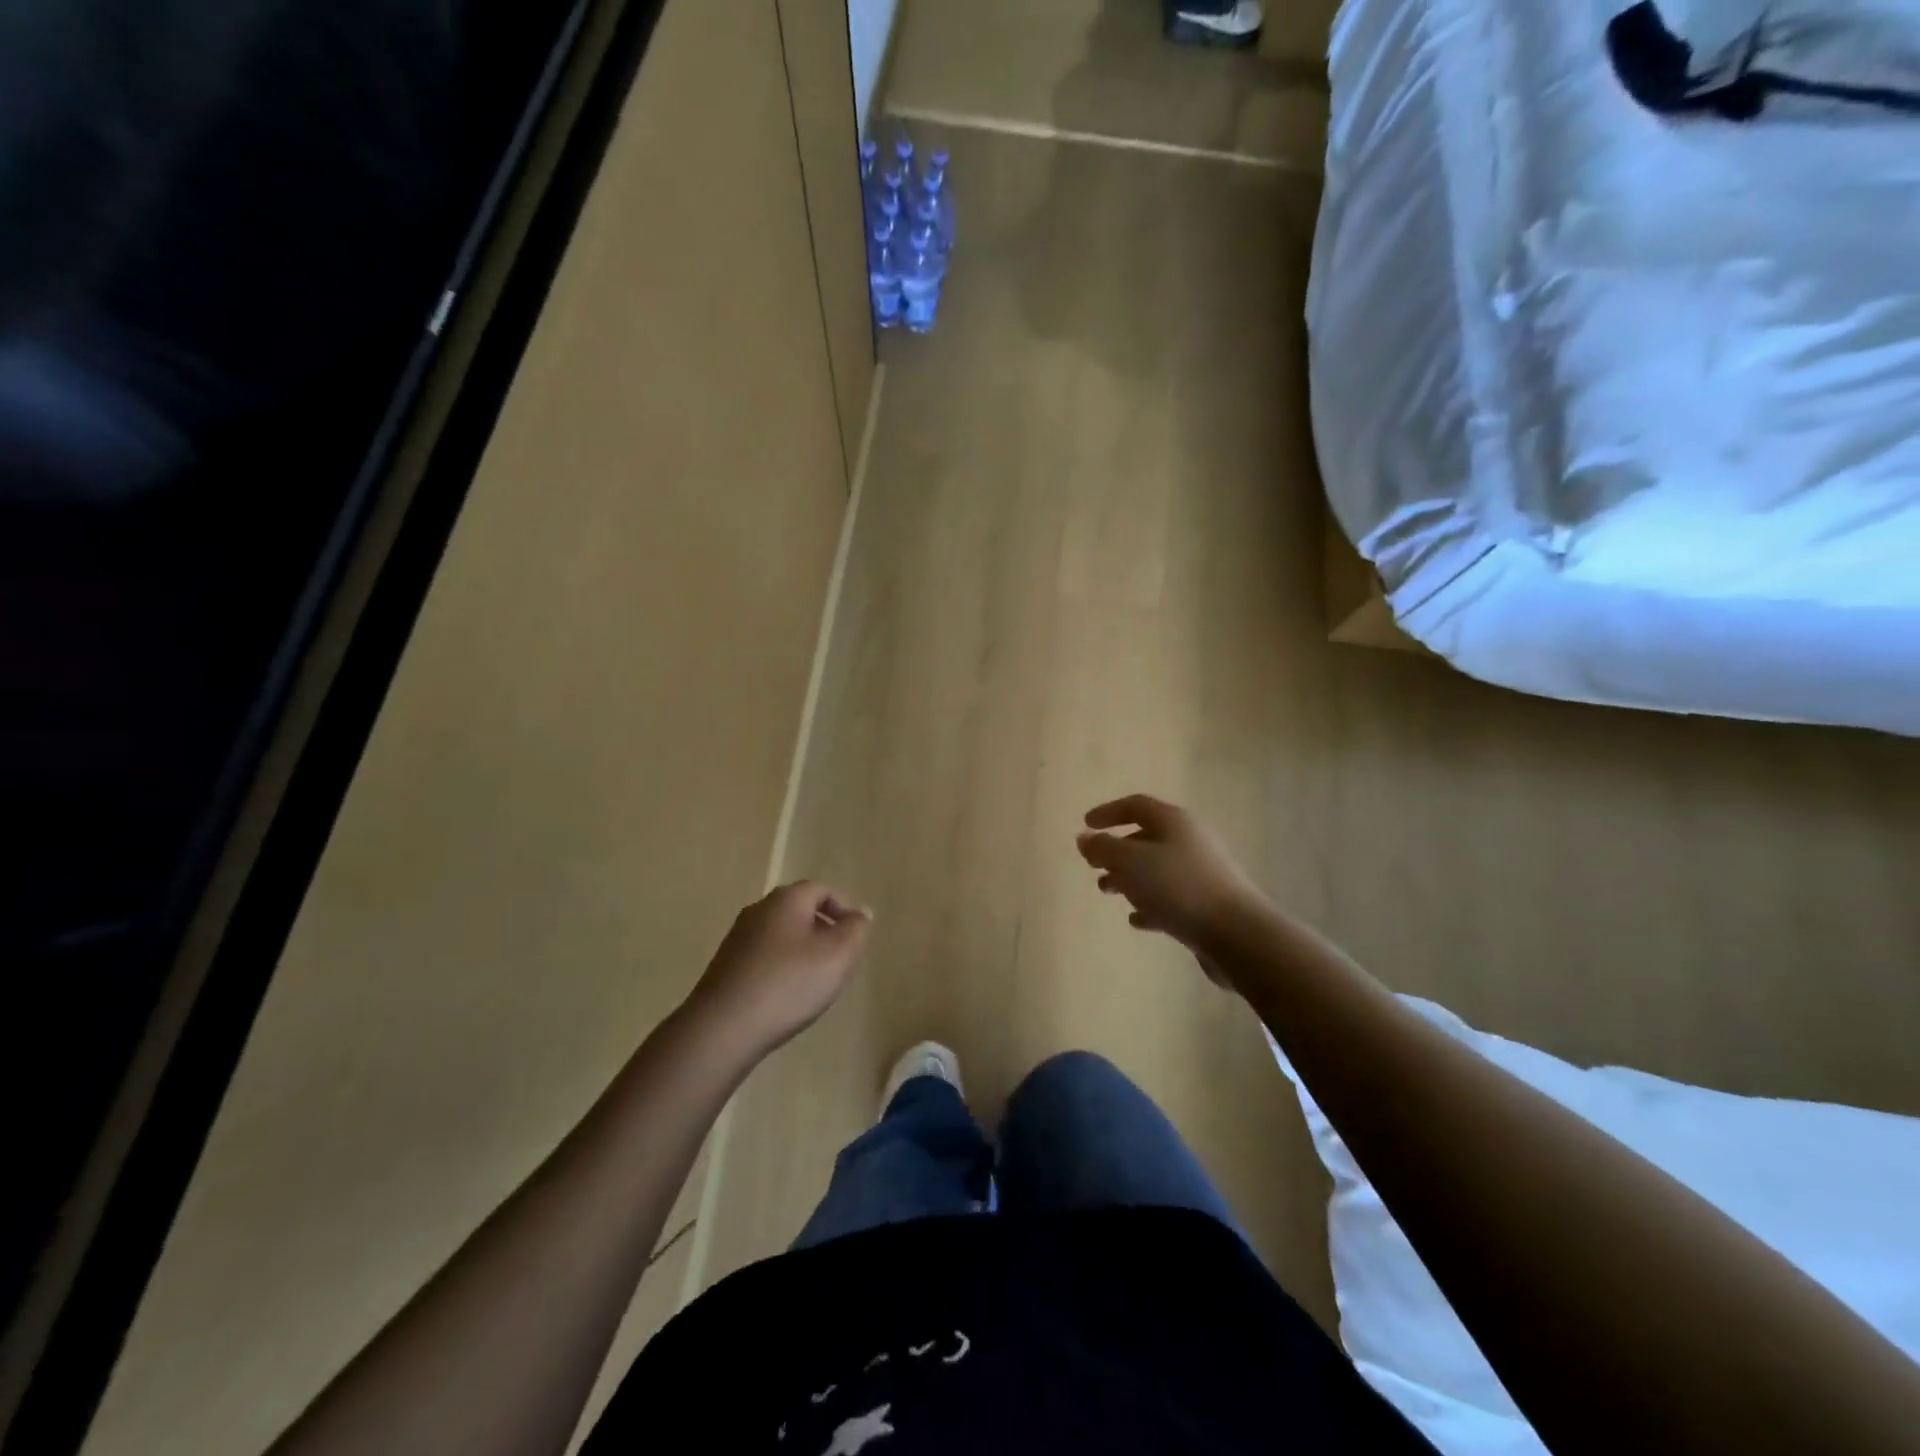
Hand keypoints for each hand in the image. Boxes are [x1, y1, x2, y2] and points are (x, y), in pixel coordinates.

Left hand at [686, 882, 870, 1057]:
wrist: (722, 1029)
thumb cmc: (788, 984)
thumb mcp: (838, 955)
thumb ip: (856, 929)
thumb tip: (860, 913)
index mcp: (786, 899)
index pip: (822, 889)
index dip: (844, 909)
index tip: (856, 938)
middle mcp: (758, 910)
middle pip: (800, 911)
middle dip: (824, 932)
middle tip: (840, 961)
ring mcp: (737, 939)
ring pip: (782, 936)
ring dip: (803, 952)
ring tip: (816, 983)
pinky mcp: (725, 967)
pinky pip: (764, 958)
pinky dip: (781, 969)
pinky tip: (786, 998)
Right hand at [1076, 795, 1267, 977]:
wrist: (1237, 934)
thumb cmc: (1178, 888)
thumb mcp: (1131, 863)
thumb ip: (1103, 848)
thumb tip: (1085, 838)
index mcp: (1174, 821)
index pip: (1136, 805)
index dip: (1108, 812)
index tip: (1086, 824)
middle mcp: (1191, 840)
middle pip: (1147, 837)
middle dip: (1117, 850)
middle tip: (1094, 866)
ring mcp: (1202, 872)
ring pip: (1158, 869)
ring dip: (1130, 878)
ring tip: (1108, 892)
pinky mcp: (1208, 904)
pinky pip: (1172, 897)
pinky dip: (1151, 904)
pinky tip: (1137, 920)